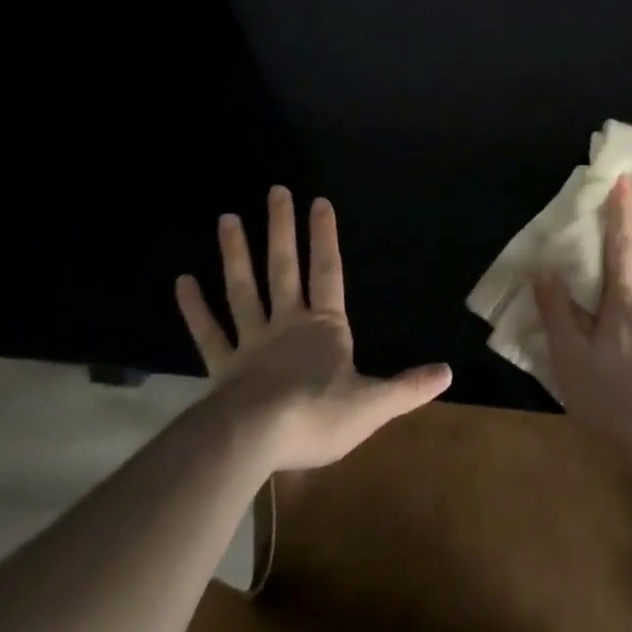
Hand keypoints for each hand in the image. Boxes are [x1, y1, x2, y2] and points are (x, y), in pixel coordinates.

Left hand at [175, 186, 451, 471]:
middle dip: (281, 228)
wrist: (253, 441)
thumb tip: (448, 372)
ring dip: (236, 254)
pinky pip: (207, 333)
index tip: (318, 201)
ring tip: (227, 218)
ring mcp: (251, 342)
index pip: (328, 271)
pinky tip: (183, 282)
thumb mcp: (372, 405)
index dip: (325, 236)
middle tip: (276, 190)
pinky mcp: (222, 368)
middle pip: (284, 267)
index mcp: (325, 327)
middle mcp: (288, 324)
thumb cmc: (317, 416)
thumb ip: (408, 388)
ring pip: (243, 290)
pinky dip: (194, 308)